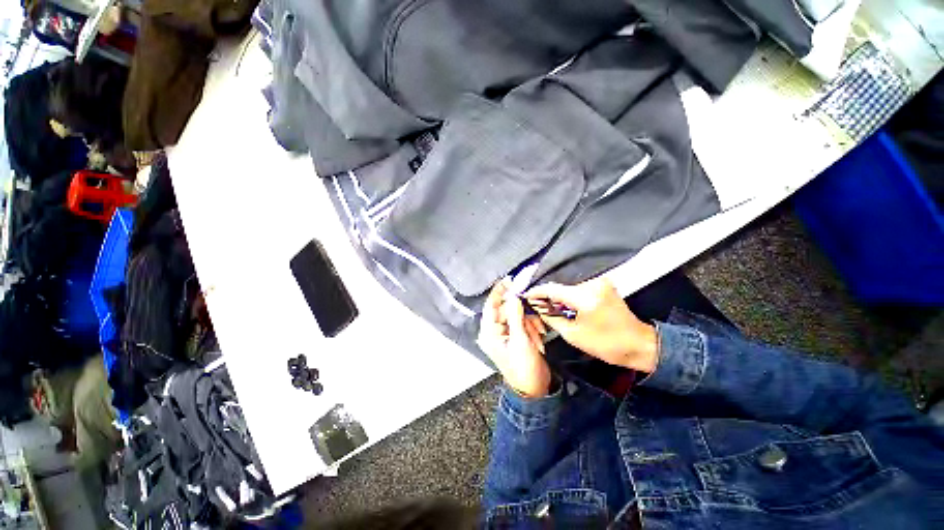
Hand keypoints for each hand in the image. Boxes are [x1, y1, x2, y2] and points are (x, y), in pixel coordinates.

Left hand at [478, 280, 551, 397]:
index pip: (491, 305)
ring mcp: (505, 333)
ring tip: (537, 336)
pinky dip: (531, 326)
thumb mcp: (520, 341)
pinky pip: (522, 322)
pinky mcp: (515, 335)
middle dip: (522, 314)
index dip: (499, 291)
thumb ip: (516, 317)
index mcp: (489, 332)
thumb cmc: (523, 368)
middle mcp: (494, 331)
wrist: (534, 389)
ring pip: (517, 315)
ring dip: (529, 322)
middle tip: (533, 317)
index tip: (509, 280)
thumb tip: (514, 296)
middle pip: (506, 309)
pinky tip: (538, 337)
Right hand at [525, 278, 657, 372]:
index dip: (537, 292)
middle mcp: (593, 284)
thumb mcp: (573, 335)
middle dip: (547, 294)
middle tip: (535, 303)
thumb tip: (539, 308)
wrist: (639, 344)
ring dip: (558, 295)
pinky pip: (579, 288)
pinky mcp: (603, 285)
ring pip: (569, 286)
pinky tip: (562, 303)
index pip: (553, 289)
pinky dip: (569, 295)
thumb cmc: (606, 344)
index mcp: (585, 297)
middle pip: (561, 286)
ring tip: (547, 304)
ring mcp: (600, 283)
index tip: (526, 295)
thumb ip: (552, 318)